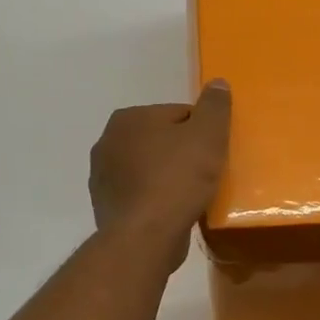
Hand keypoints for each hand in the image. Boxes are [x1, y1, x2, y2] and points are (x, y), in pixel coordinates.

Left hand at [89, 81, 232, 272]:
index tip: (214, 152)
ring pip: (148, 169)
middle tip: (207, 174)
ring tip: (192, 196)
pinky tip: (173, 213)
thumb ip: (214, 107)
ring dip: (167, 177)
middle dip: (181, 153)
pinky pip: (140, 195)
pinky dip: (156, 200)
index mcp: (128, 118)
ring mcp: (102, 177)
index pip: (177, 114)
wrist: (145, 236)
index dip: (201, 132)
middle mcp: (107, 142)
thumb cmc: (178, 179)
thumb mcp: (207, 136)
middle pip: (160, 141)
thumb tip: (217, 83)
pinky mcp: (106, 207)